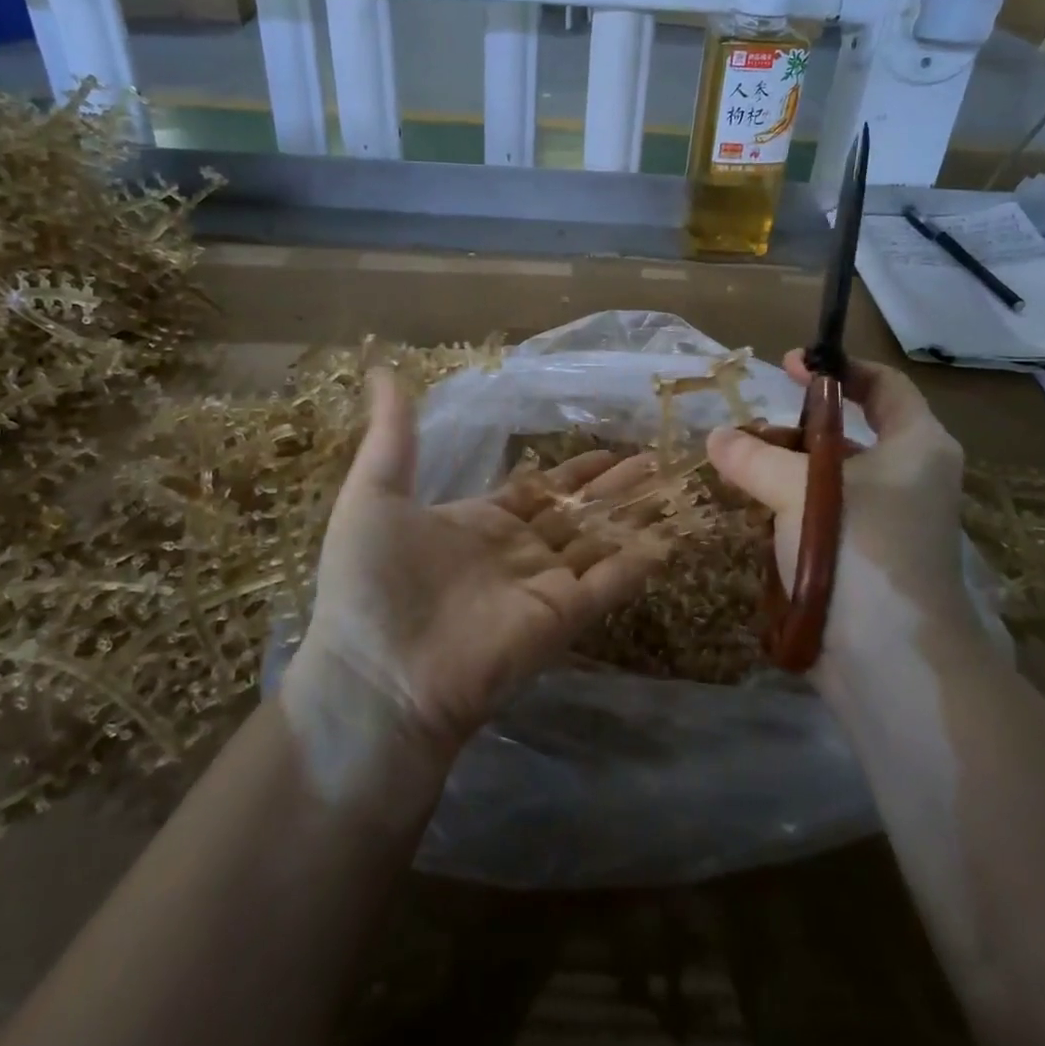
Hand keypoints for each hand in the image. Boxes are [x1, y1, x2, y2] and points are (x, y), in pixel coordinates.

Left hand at [283, 369, 668, 779]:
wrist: (374, 675)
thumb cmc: (369, 581)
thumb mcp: (374, 494)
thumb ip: (393, 435)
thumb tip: (382, 370)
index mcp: (480, 523)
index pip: (540, 490)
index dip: (574, 471)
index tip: (610, 450)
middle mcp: (518, 552)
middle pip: (579, 512)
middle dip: (616, 487)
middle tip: (657, 460)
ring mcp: (543, 584)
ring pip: (601, 540)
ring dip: (636, 515)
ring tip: (675, 486)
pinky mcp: (562, 616)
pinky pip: (609, 582)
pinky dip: (639, 561)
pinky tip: (671, 536)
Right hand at [706, 351, 980, 674]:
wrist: (890, 660)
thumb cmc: (858, 549)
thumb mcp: (798, 489)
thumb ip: (753, 456)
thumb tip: (717, 437)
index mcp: (917, 446)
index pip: (883, 384)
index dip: (837, 368)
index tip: (788, 365)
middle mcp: (911, 478)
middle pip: (851, 433)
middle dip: (797, 428)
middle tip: (748, 431)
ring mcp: (891, 522)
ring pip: (832, 477)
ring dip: (787, 470)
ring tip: (740, 472)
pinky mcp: (868, 558)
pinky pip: (825, 515)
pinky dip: (792, 507)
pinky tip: (756, 512)